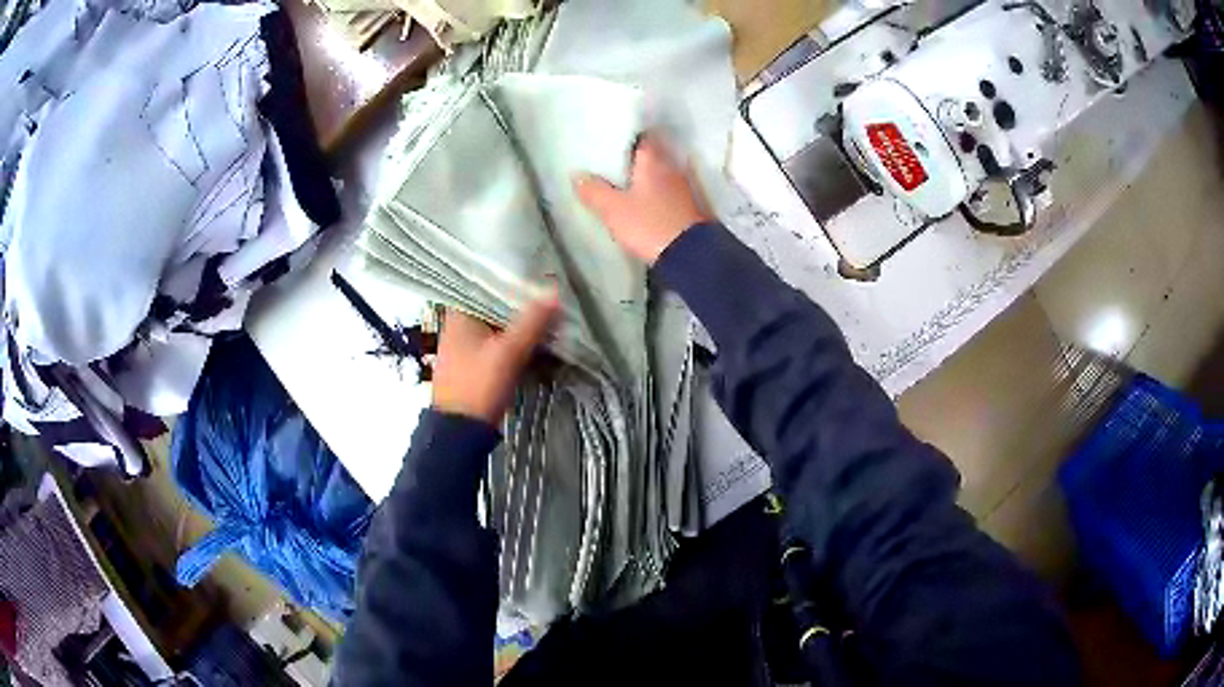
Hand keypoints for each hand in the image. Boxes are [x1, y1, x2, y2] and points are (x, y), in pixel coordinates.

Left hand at [431, 292, 559, 425]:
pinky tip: (534, 346)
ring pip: (497, 328)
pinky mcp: (472, 366)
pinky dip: (514, 344)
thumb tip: (554, 290)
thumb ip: (532, 322)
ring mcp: (464, 348)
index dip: (512, 281)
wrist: (458, 433)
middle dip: (521, 306)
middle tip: (550, 300)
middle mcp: (458, 326)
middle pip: (494, 307)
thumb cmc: (479, 386)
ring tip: (548, 321)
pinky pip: (497, 346)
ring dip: (519, 327)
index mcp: (460, 316)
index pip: (488, 286)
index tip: (538, 279)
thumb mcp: (509, 352)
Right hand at [575, 135, 712, 264]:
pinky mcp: (689, 207)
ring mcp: (683, 188)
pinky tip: (646, 200)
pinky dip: (657, 191)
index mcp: (653, 161)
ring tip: (627, 181)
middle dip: (636, 158)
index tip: (613, 141)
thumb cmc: (649, 225)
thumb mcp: (614, 210)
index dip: (627, 138)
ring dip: (647, 175)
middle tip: (615, 162)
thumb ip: (594, 191)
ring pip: (662, 173)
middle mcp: (672, 168)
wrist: (689, 255)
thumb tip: (577, 175)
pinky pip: (668, 191)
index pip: (642, 137)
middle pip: (653, 155)